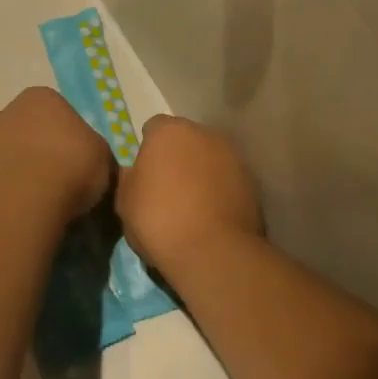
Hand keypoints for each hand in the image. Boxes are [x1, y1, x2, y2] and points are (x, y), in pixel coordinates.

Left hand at [0, 87, 114, 224]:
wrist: (25, 201)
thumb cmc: (71, 166)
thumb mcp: (103, 156)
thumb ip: (95, 149)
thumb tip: (91, 158)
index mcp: (42, 96)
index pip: (62, 111)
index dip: (74, 136)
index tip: (82, 158)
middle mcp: (11, 109)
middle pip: (37, 129)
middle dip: (48, 148)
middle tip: (66, 175)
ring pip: (19, 151)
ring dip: (30, 166)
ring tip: (48, 193)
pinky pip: (7, 173)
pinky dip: (17, 184)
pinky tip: (30, 202)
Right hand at [116, 115, 261, 271]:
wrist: (212, 251)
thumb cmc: (158, 220)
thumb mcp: (125, 202)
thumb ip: (129, 178)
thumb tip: (135, 172)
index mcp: (169, 132)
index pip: (154, 128)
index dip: (148, 149)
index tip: (145, 175)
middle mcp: (205, 134)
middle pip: (186, 139)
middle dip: (178, 157)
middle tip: (168, 190)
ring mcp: (233, 155)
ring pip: (210, 158)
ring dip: (202, 172)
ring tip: (193, 206)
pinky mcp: (252, 180)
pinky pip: (229, 179)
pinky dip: (221, 190)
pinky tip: (213, 216)